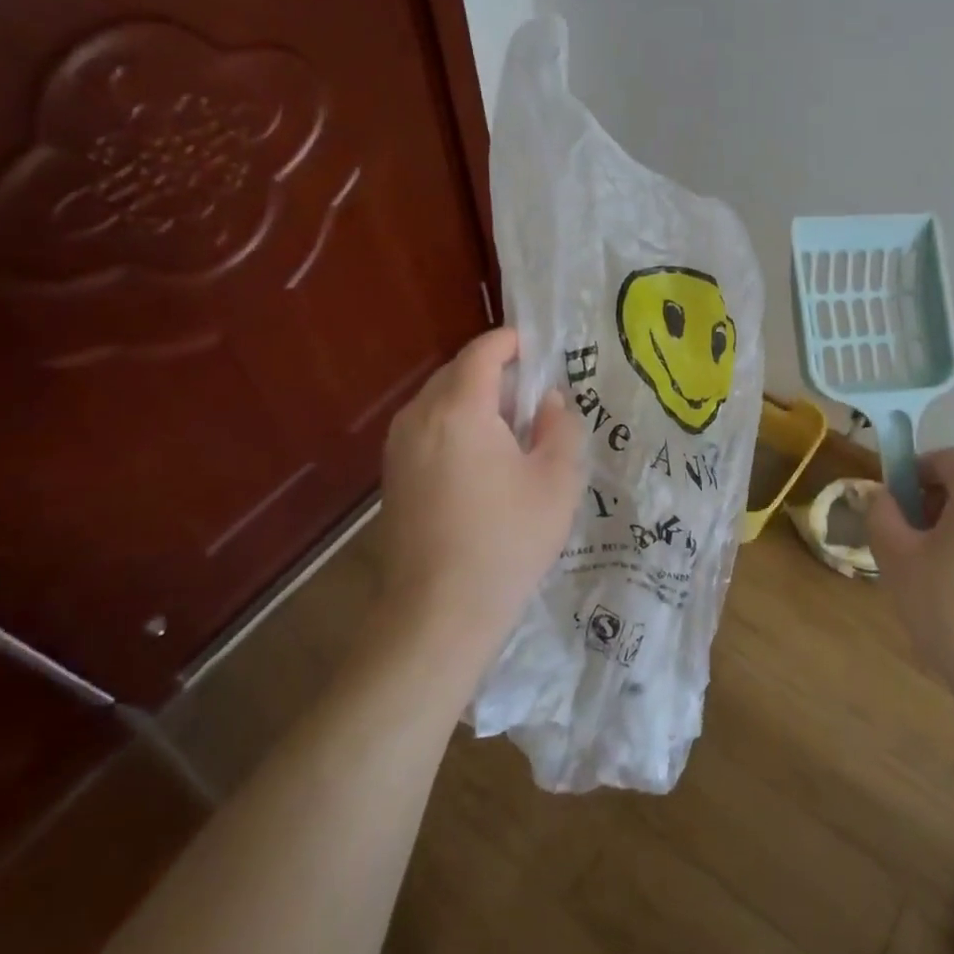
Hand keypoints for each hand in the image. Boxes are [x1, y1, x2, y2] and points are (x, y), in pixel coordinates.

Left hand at [377, 327, 583, 671]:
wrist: (439, 611)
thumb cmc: (507, 540)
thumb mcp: (557, 481)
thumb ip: (560, 427)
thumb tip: (549, 402)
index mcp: (460, 409)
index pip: (482, 352)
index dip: (510, 342)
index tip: (537, 347)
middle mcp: (420, 417)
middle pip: (457, 372)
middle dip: (494, 371)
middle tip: (533, 392)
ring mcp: (399, 447)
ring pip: (438, 400)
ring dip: (473, 398)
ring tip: (510, 426)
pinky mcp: (393, 475)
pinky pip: (426, 427)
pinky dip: (455, 424)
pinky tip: (481, 457)